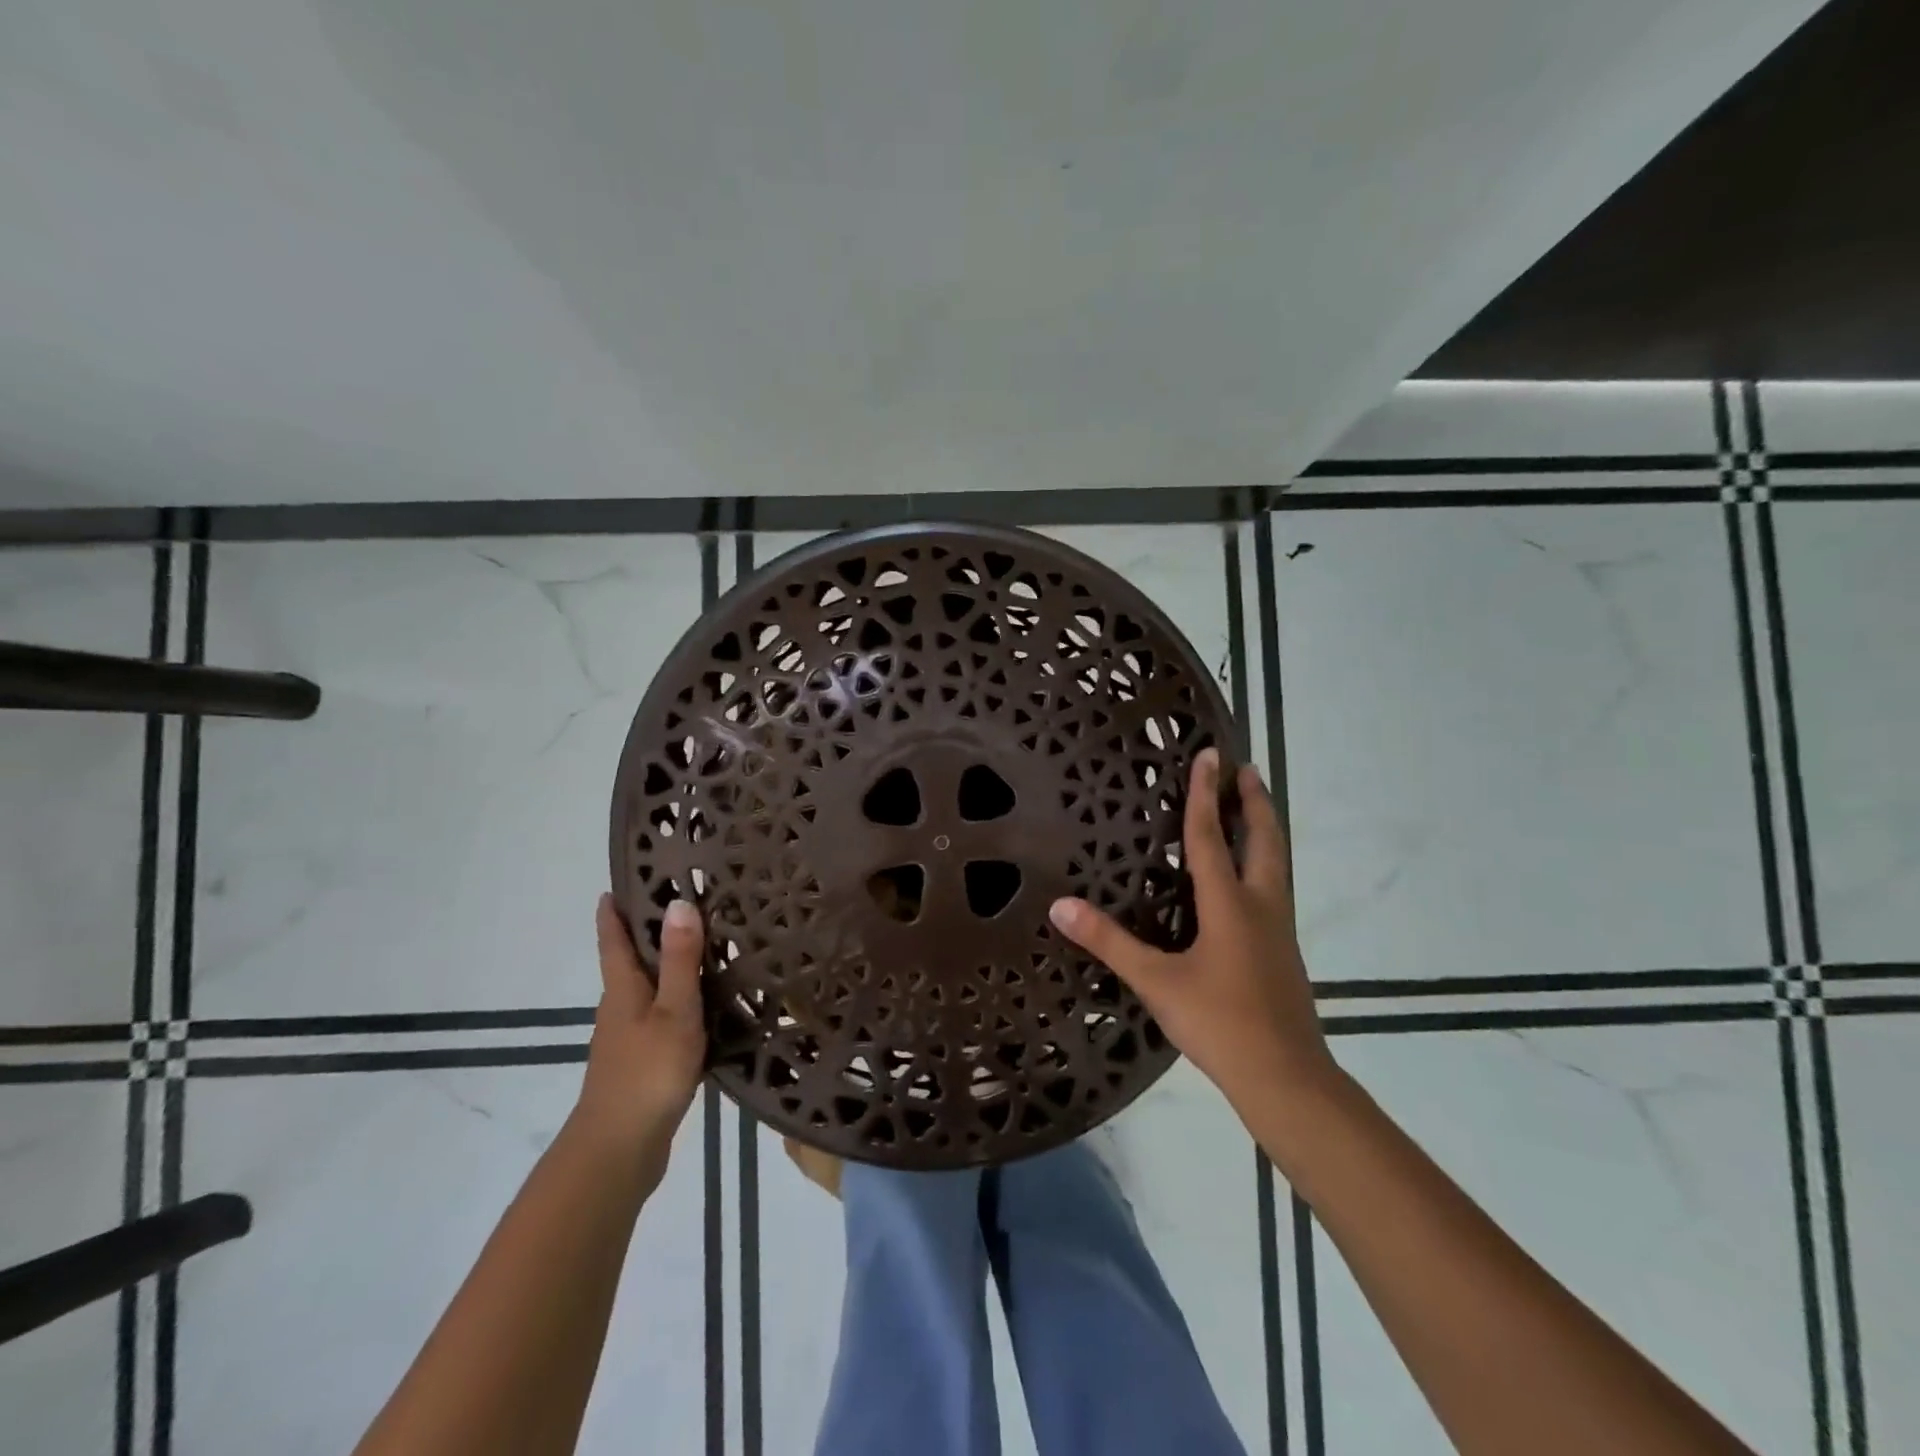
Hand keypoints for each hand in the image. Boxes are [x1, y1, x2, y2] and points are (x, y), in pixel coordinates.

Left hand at [574, 895, 706, 1160]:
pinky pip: (663, 1016)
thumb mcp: (673, 1011)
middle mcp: (620, 1007)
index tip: (620, 880)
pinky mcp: (644, 1062)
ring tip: (707, 945)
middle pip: (630, 960)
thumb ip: (679, 960)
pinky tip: (708, 1003)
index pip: (613, 938)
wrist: (619, 1151)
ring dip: (669, 965)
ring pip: (649, 988)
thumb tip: (678, 902)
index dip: (614, 910)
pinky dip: (680, 999)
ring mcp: (629, 1037)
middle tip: (686, 901)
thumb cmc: (646, 1073)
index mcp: (622, 989)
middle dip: (649, 931)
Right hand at [1048, 747, 1333, 1112]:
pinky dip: (1263, 862)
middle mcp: (1260, 906)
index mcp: (1230, 905)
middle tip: (1246, 769)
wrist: (1286, 1078)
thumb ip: (1109, 942)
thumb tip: (1060, 905)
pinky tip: (1248, 880)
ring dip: (1264, 829)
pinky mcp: (1283, 952)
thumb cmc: (1220, 1023)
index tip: (1210, 755)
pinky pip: (1273, 888)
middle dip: (1254, 802)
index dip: (1205, 795)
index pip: (1212, 837)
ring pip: (1276, 864)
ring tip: (1253, 808)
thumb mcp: (1156, 982)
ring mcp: (1278, 930)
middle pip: (1264, 841)